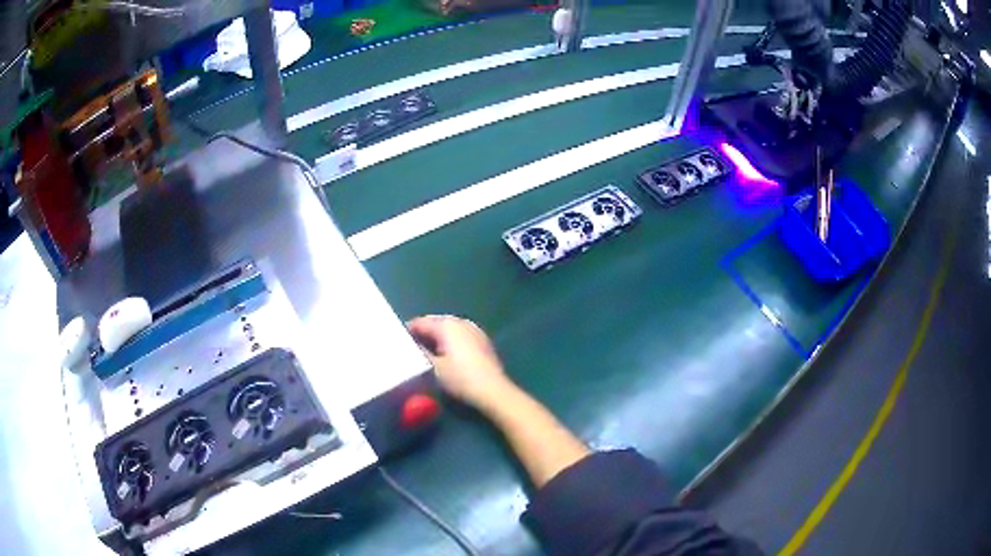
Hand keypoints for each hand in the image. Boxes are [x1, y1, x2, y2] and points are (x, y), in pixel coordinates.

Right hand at [407, 315, 514, 409]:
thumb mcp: (434, 368)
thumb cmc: (460, 378)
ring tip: (427, 350)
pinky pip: (460, 335)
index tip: (398, 340)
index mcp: (447, 325)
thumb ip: (421, 352)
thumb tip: (412, 345)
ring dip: (438, 336)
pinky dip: (451, 340)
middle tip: (411, 345)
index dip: (408, 330)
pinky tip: (447, 354)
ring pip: (449, 328)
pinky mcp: (483, 341)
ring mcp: (474, 330)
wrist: (493, 390)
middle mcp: (461, 322)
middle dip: (424, 331)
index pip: (421, 322)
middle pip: (436, 322)